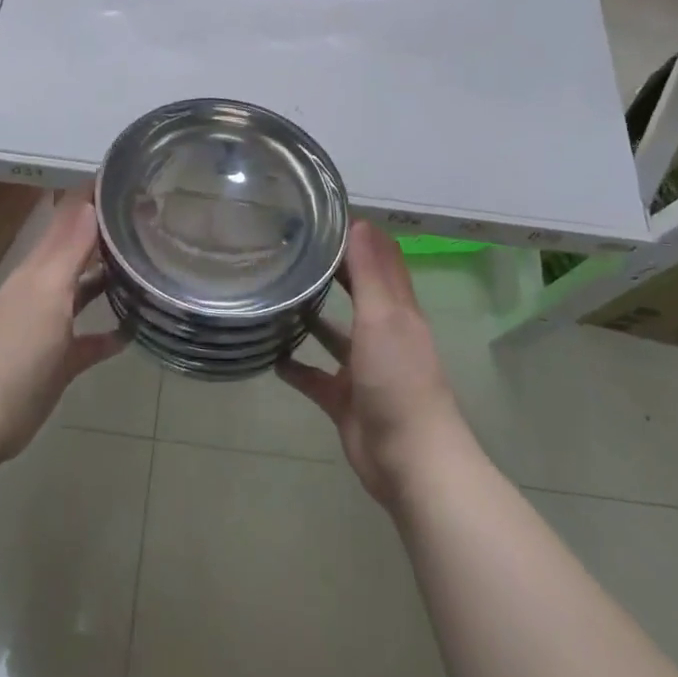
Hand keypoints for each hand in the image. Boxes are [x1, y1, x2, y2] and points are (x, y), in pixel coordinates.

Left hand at [0, 186, 123, 460]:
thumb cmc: (18, 343)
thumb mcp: (48, 289)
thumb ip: (70, 247)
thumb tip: (90, 200)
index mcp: (41, 267)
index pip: (69, 220)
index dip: (93, 199)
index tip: (128, 181)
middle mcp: (46, 289)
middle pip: (79, 254)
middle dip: (108, 236)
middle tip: (151, 219)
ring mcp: (51, 326)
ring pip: (85, 294)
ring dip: (110, 282)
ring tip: (148, 268)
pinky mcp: (59, 361)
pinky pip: (89, 341)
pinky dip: (109, 334)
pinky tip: (134, 330)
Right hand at [278, 219, 464, 504]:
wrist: (409, 460)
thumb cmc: (398, 380)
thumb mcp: (383, 317)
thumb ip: (369, 272)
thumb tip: (359, 221)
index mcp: (397, 311)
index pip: (380, 261)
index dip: (358, 237)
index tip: (321, 216)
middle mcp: (382, 334)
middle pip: (356, 293)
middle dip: (330, 272)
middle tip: (288, 250)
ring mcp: (363, 369)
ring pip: (334, 334)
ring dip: (310, 317)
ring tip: (274, 295)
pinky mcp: (344, 400)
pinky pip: (315, 377)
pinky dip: (295, 367)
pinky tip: (269, 354)